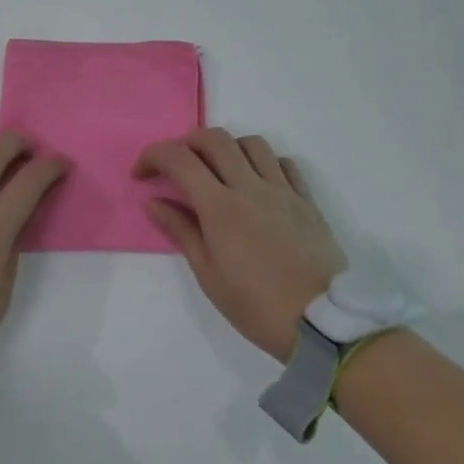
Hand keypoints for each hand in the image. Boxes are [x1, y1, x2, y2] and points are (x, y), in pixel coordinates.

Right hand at [135, 128, 347, 362]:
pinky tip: (257, 184)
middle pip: (214, 138)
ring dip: (227, 148)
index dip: (153, 157)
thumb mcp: (208, 274)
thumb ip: (181, 230)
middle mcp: (251, 187)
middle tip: (176, 168)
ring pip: (252, 143)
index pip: (179, 159)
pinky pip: (284, 164)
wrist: (322, 324)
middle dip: (186, 143)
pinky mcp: (307, 201)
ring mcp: (283, 191)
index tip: (142, 175)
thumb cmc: (255, 305)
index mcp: (220, 207)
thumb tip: (155, 201)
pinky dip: (264, 163)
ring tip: (218, 173)